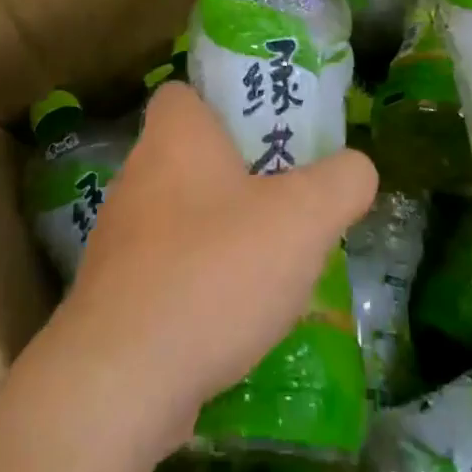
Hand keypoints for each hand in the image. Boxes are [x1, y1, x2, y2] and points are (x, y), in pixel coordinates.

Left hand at [55, 82, 377, 448]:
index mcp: (175, 137)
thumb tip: (356, 169)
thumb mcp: (304, 218)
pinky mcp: (116, 294)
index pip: (185, 93)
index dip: (224, 103)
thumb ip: (342, 182)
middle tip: (290, 200)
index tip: (268, 133)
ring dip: (224, 234)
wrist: (123, 379)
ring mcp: (120, 238)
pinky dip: (202, 283)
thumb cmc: (216, 270)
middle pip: (192, 157)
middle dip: (240, 175)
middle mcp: (138, 176)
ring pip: (182, 216)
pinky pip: (169, 270)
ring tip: (275, 263)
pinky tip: (239, 317)